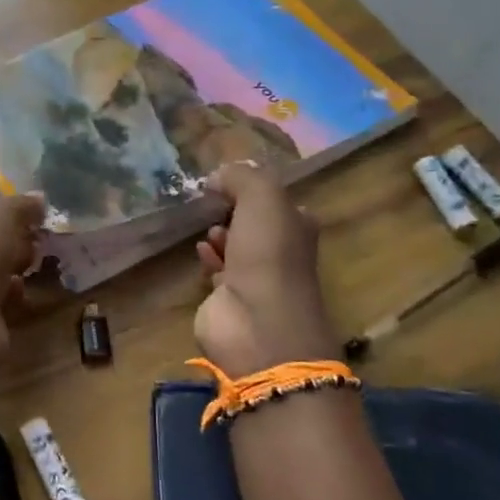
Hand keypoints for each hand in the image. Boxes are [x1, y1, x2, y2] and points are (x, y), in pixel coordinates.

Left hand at [0, 194, 45, 381]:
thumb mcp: (1, 215)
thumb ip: (22, 205)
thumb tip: (39, 199)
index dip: (10, 208)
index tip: (38, 214)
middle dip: (20, 237)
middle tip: (40, 239)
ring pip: (2, 266)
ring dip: (22, 264)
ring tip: (37, 264)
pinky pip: (6, 296)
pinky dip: (17, 294)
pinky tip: (23, 293)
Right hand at [194, 164, 339, 376]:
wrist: (257, 323)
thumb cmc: (268, 256)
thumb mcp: (263, 198)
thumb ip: (242, 177)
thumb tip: (218, 176)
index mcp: (298, 228)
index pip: (280, 203)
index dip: (256, 190)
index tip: (229, 182)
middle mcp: (281, 253)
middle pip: (256, 224)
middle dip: (235, 211)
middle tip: (214, 203)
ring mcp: (256, 279)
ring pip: (237, 247)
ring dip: (222, 234)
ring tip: (208, 227)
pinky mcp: (230, 299)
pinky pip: (218, 271)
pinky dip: (209, 257)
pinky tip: (201, 249)